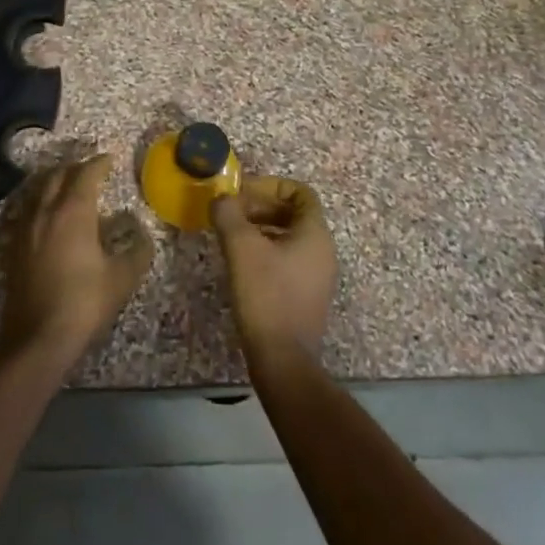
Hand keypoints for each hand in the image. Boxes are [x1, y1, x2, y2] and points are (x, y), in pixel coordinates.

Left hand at [0, 154, 154, 367]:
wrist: (37, 338)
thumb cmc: (84, 302)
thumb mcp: (122, 278)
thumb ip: (137, 251)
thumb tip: (142, 236)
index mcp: (73, 212)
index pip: (86, 174)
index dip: (100, 163)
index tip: (111, 159)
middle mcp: (45, 211)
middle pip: (57, 175)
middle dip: (75, 167)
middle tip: (91, 170)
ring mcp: (24, 228)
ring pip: (38, 191)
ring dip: (55, 182)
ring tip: (69, 186)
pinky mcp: (12, 247)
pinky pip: (26, 211)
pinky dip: (40, 203)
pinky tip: (47, 216)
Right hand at [211, 176, 337, 373]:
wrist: (283, 358)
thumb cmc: (266, 295)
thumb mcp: (241, 248)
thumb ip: (229, 214)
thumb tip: (221, 198)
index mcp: (315, 233)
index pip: (300, 192)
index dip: (270, 186)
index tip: (241, 194)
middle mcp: (323, 249)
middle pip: (293, 213)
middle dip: (261, 207)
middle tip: (231, 214)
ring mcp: (317, 274)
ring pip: (289, 237)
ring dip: (261, 229)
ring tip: (231, 236)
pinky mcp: (307, 295)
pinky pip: (288, 259)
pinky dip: (266, 251)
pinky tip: (242, 264)